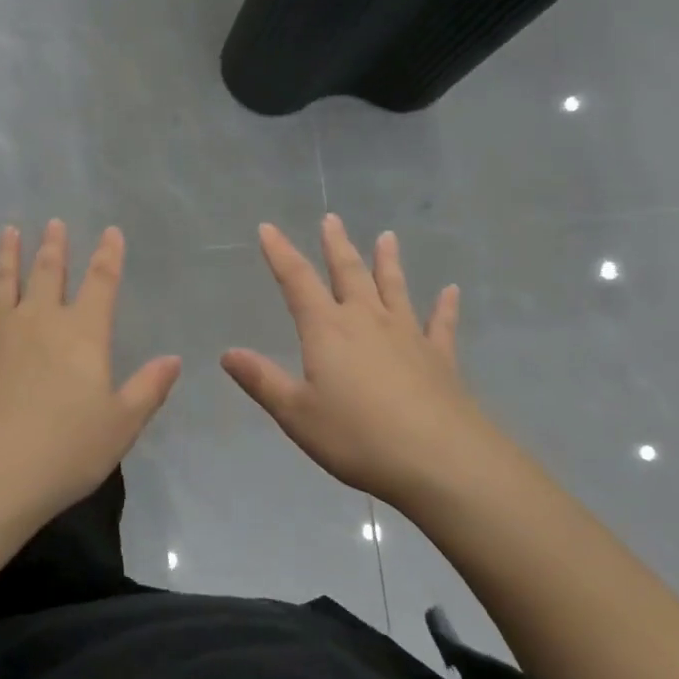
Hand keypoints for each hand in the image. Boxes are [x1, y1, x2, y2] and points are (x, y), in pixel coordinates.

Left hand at [0, 220, 180, 529]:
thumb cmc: (63, 452)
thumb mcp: (120, 426)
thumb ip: (148, 388)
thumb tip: (173, 359)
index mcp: (82, 334)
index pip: (101, 283)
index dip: (108, 255)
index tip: (110, 232)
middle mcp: (37, 321)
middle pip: (48, 273)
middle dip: (54, 247)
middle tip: (54, 223)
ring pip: (1, 283)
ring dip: (6, 255)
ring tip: (8, 231)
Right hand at [222, 216, 489, 508]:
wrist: (438, 458)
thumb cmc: (357, 437)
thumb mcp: (297, 413)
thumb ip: (262, 380)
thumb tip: (228, 353)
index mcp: (328, 330)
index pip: (297, 281)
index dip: (280, 253)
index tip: (268, 228)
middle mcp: (367, 320)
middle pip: (348, 273)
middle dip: (336, 245)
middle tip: (332, 219)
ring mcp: (407, 335)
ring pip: (393, 288)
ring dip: (387, 262)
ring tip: (387, 237)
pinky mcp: (439, 357)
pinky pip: (440, 323)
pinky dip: (445, 306)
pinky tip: (451, 291)